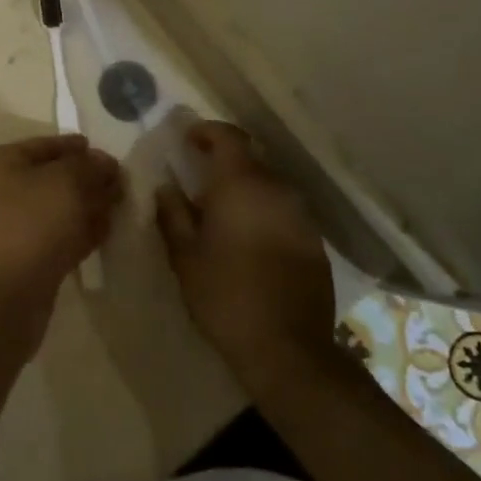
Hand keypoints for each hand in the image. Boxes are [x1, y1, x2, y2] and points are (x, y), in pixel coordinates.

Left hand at [0, 134, 124, 351]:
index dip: (81, 149)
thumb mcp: (67, 182)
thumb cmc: (30, 226)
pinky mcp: (28, 260)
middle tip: (124, 187)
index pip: (50, 145)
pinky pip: (61, 238)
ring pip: (61, 209)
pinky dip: (82, 234)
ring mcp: (16, 227)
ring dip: (89, 208)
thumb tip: (105, 162)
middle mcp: (7, 190)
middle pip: (57, 177)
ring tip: (122, 210)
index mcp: (6, 162)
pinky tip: (106, 235)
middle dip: (90, 181)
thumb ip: (91, 167)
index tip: (114, 158)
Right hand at [155, 122, 337, 398]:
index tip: (188, 140)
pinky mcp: (314, 240)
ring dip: (245, 189)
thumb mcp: (185, 257)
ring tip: (222, 212)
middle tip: (198, 181)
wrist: (288, 349)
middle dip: (223, 163)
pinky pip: (283, 210)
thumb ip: (173, 214)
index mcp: (241, 184)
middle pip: (250, 159)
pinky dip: (263, 211)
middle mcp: (276, 189)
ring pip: (268, 185)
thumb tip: (166, 187)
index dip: (207, 131)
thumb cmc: (226, 296)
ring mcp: (301, 215)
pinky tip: (249, 239)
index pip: (228, 137)